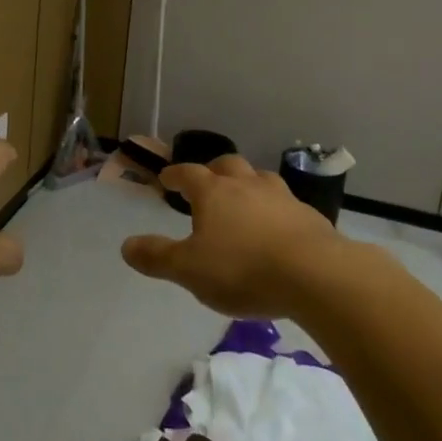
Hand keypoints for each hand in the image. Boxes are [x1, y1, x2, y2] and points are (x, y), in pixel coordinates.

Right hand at [121, 155, 349, 318]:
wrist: (316, 275)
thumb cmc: (242, 269)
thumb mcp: (189, 270)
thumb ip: (157, 257)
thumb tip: (125, 246)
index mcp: (214, 192)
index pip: (189, 173)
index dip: (175, 174)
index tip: (167, 178)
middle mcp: (247, 185)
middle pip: (228, 165)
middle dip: (214, 170)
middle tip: (207, 181)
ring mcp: (282, 198)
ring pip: (260, 179)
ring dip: (248, 184)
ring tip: (244, 199)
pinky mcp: (310, 217)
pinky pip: (286, 204)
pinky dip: (275, 209)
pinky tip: (277, 228)